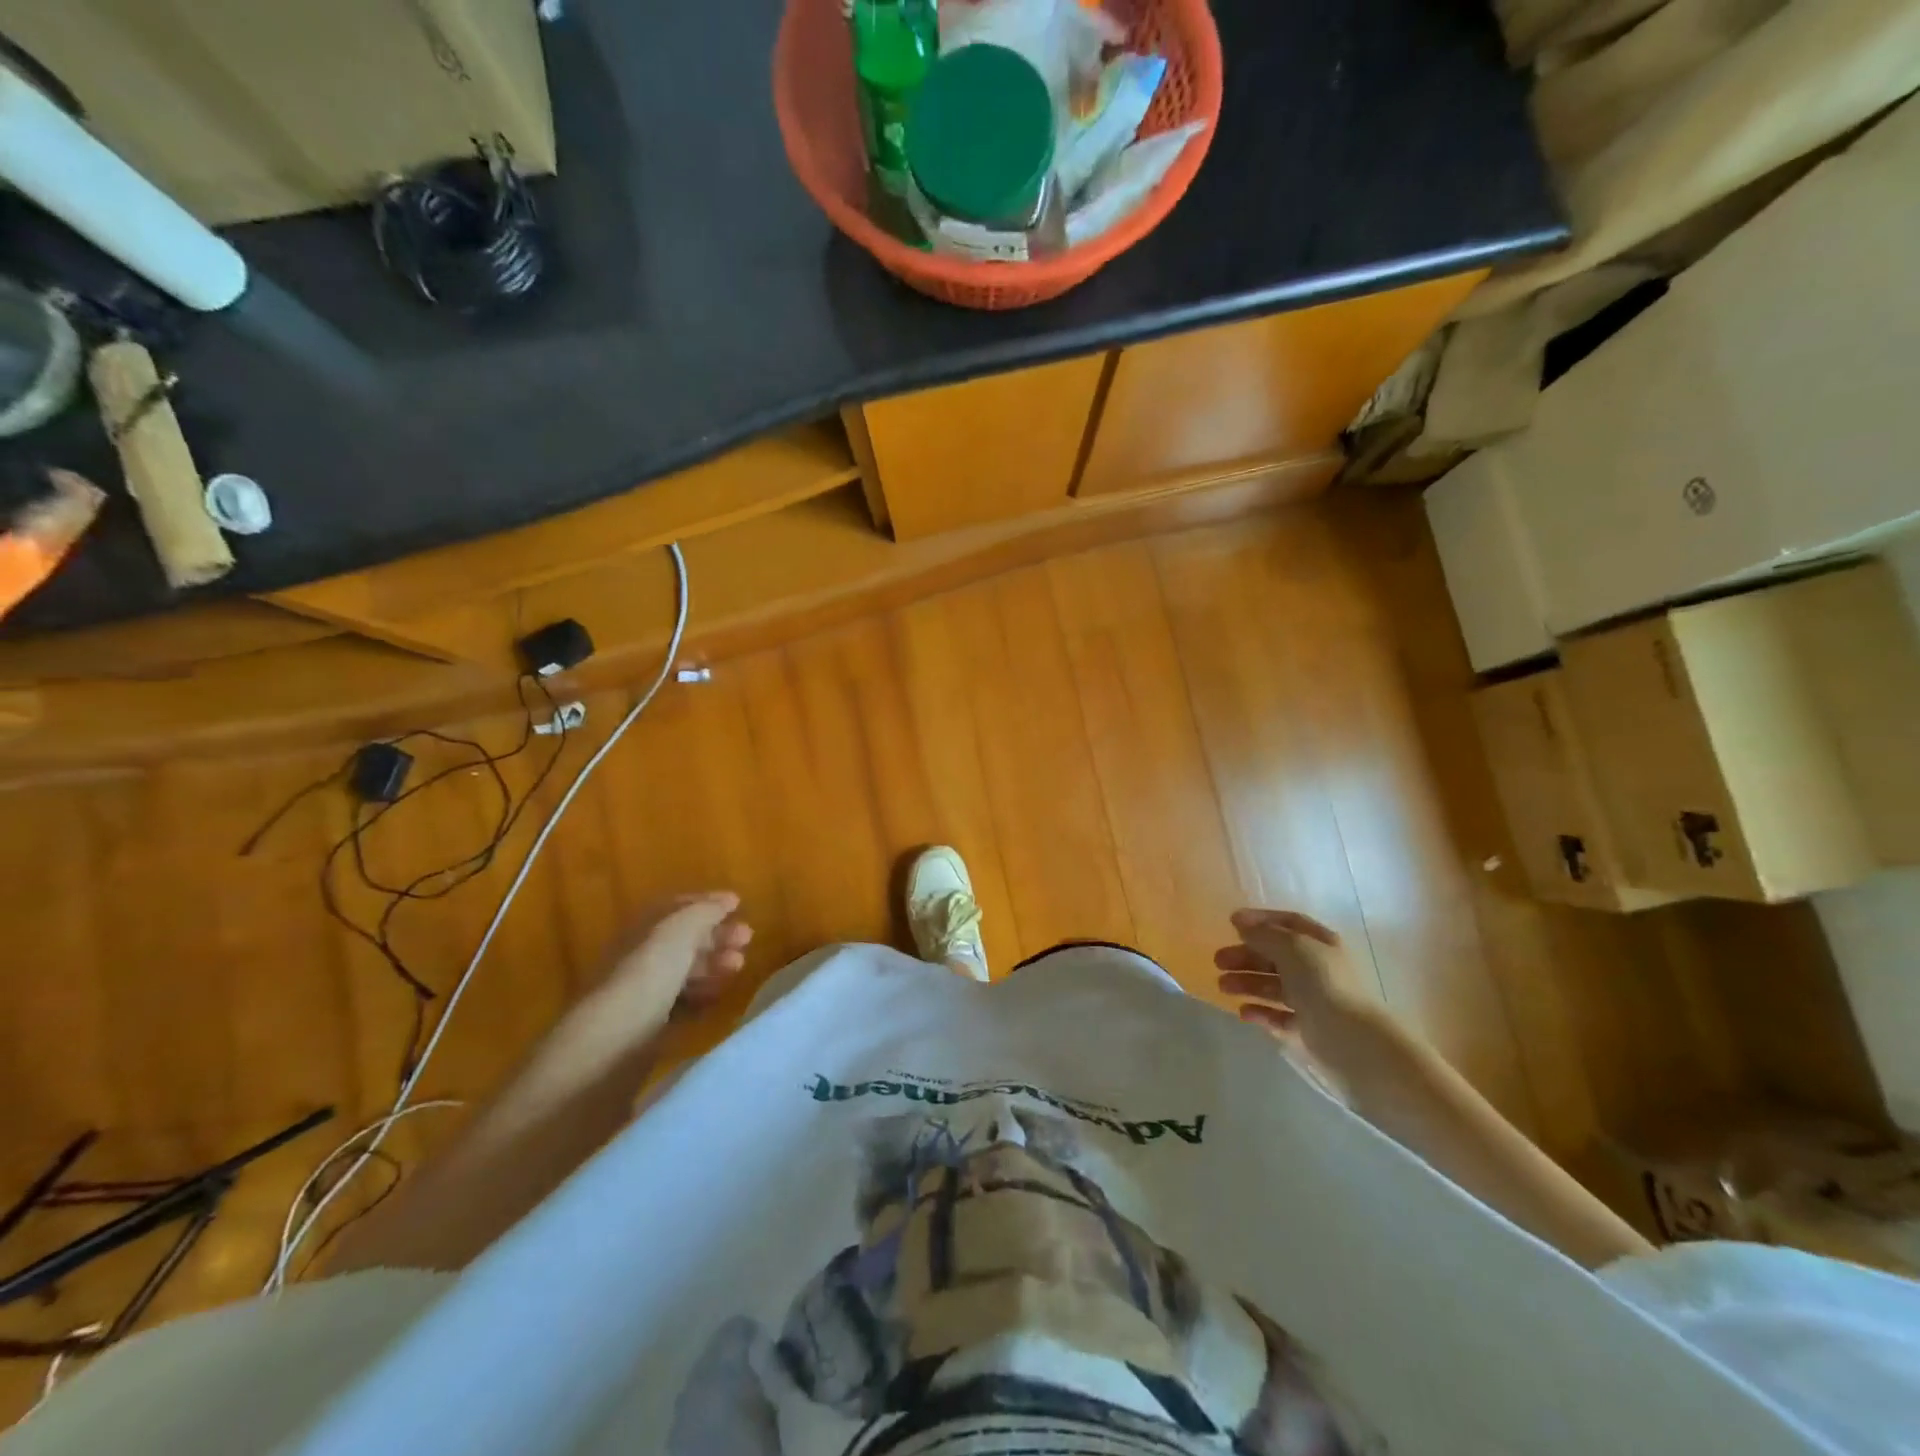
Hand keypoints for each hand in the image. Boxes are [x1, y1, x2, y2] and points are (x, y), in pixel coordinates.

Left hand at [565, 892, 753, 1057]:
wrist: (609, 1048)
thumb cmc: (646, 978)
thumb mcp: (677, 932)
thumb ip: (704, 912)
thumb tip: (726, 900)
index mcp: (640, 932)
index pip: (674, 909)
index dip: (706, 903)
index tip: (738, 905)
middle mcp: (638, 959)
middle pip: (682, 941)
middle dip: (716, 936)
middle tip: (748, 938)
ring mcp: (642, 996)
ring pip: (684, 973)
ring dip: (714, 965)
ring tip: (739, 967)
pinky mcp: (648, 1030)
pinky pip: (682, 1005)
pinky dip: (703, 996)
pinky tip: (719, 996)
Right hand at [1213, 908, 1369, 1052]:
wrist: (1354, 1042)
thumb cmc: (1323, 984)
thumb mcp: (1292, 948)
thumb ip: (1264, 934)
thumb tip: (1240, 921)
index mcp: (1320, 943)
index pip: (1288, 923)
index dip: (1260, 920)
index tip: (1230, 923)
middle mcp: (1318, 968)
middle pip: (1276, 956)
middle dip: (1246, 956)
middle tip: (1218, 961)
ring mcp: (1314, 999)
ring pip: (1274, 986)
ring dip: (1247, 983)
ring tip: (1222, 987)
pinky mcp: (1309, 1028)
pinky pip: (1279, 1016)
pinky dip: (1261, 1012)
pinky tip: (1244, 1013)